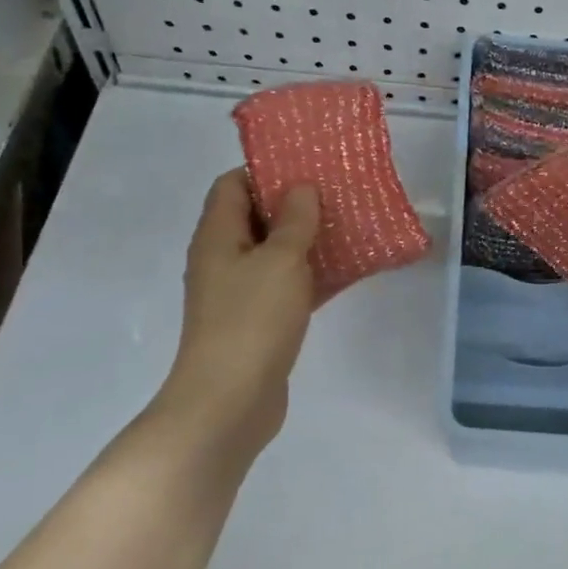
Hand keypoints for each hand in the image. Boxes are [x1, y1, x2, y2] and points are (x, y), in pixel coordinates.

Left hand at [162, 169, 320, 459]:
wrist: (230, 400)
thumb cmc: (252, 320)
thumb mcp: (281, 260)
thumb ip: (295, 220)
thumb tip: (301, 187)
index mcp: (218, 236)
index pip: (233, 185)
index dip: (266, 171)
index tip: (307, 168)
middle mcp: (223, 259)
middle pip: (256, 218)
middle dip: (294, 205)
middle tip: (337, 196)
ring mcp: (239, 294)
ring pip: (275, 254)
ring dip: (307, 242)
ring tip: (349, 228)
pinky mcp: (257, 322)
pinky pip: (285, 287)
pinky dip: (310, 276)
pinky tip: (346, 273)